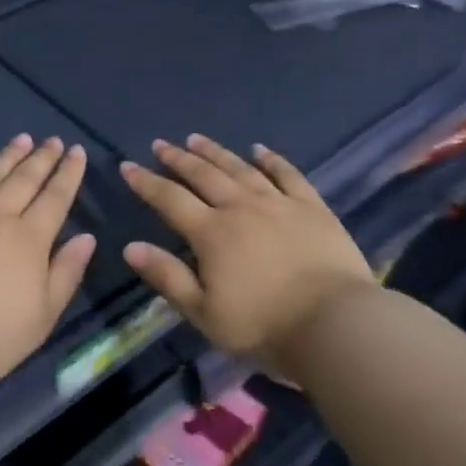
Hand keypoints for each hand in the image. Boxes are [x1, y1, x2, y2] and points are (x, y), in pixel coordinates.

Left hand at [0, 135, 96, 391]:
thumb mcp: (44, 315)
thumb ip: (66, 272)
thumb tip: (86, 237)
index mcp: (29, 239)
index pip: (55, 198)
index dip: (68, 174)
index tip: (77, 152)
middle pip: (24, 180)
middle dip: (42, 158)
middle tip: (53, 140)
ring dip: (8, 156)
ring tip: (21, 138)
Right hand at [120, 135, 376, 378]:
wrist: (336, 325)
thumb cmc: (264, 326)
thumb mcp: (204, 312)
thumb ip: (167, 277)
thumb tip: (130, 247)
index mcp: (211, 233)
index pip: (169, 199)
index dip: (146, 182)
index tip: (128, 166)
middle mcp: (241, 207)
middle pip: (203, 175)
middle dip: (178, 158)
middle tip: (161, 144)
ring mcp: (279, 203)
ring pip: (240, 169)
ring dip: (216, 152)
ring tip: (197, 138)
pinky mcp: (312, 208)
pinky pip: (288, 175)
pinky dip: (271, 160)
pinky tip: (260, 149)